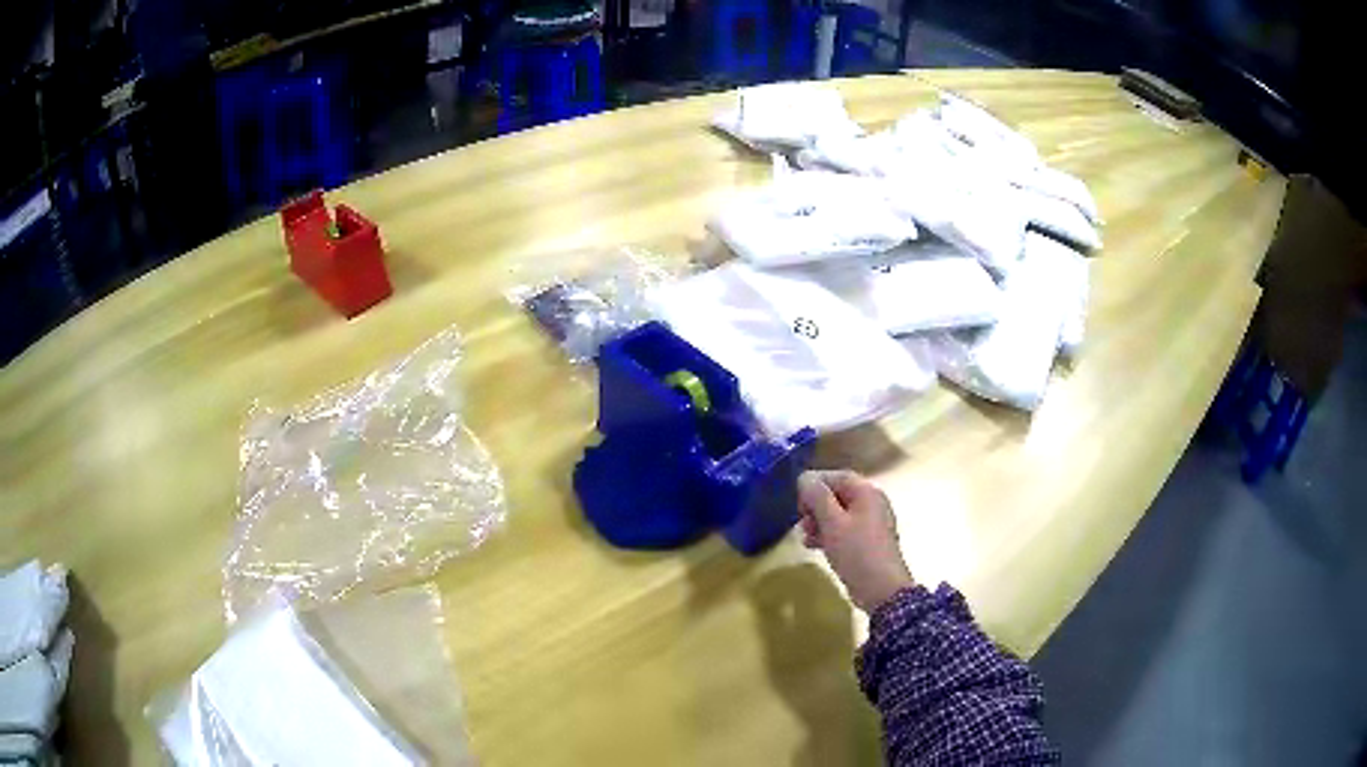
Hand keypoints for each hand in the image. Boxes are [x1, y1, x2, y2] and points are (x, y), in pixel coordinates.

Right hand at [798, 470, 914, 611]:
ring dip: (818, 522)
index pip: (837, 476)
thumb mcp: (832, 523)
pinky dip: (828, 534)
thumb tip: (805, 477)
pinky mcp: (866, 541)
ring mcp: (870, 523)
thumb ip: (817, 497)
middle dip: (815, 506)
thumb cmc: (856, 552)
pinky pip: (843, 529)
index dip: (814, 484)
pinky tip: (814, 546)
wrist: (881, 590)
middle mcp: (871, 503)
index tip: (798, 503)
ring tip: (806, 538)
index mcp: (866, 492)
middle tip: (802, 522)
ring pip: (838, 513)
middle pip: (837, 494)